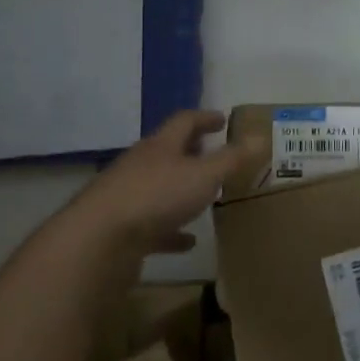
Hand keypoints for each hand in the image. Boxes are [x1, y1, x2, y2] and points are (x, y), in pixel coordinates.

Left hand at [71, 109, 261, 260]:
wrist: (98, 241)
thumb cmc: (156, 197)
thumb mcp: (204, 175)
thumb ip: (233, 159)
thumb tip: (262, 136)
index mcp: (160, 146)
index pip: (184, 121)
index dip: (205, 118)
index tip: (222, 119)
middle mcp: (141, 165)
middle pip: (168, 151)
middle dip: (191, 151)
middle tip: (212, 153)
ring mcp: (127, 197)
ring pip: (159, 188)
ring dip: (180, 190)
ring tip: (204, 196)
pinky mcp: (121, 229)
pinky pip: (152, 226)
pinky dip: (171, 231)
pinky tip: (187, 242)